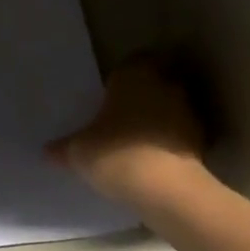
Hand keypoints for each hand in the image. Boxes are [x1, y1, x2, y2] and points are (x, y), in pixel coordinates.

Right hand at [48, 59, 207, 203]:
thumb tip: (47, 151)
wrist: (165, 187)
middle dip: (141, 97)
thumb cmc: (115, 153)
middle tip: (120, 117)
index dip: (121, 78)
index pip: (131, 63)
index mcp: (134, 75)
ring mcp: (188, 112)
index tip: (109, 95)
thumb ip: (63, 148)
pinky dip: (168, 142)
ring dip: (157, 120)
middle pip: (154, 83)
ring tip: (135, 142)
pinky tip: (152, 160)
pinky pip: (179, 134)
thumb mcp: (78, 152)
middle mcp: (165, 85)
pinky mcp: (202, 140)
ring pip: (169, 107)